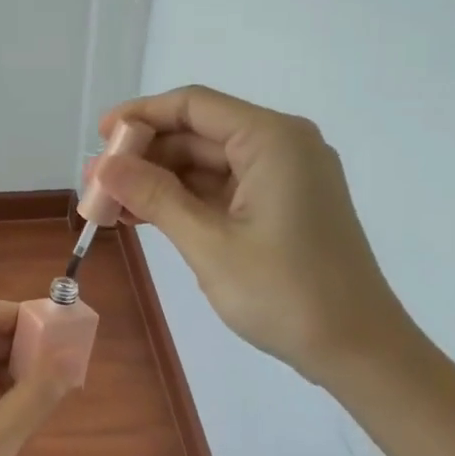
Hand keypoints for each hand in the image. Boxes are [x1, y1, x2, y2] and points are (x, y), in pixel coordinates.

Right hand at [90, 85, 419, 388]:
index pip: (194, 106)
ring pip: (208, 163)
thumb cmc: (285, 293)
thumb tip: (103, 165)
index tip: (99, 137)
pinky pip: (223, 189)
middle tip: (97, 182)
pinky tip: (145, 217)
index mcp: (272, 140)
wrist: (357, 350)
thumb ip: (154, 197)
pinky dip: (185, 200)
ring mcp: (285, 178)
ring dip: (160, 181)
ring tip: (112, 204)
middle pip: (200, 132)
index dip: (141, 115)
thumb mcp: (209, 244)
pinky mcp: (282, 206)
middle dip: (146, 155)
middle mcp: (282, 146)